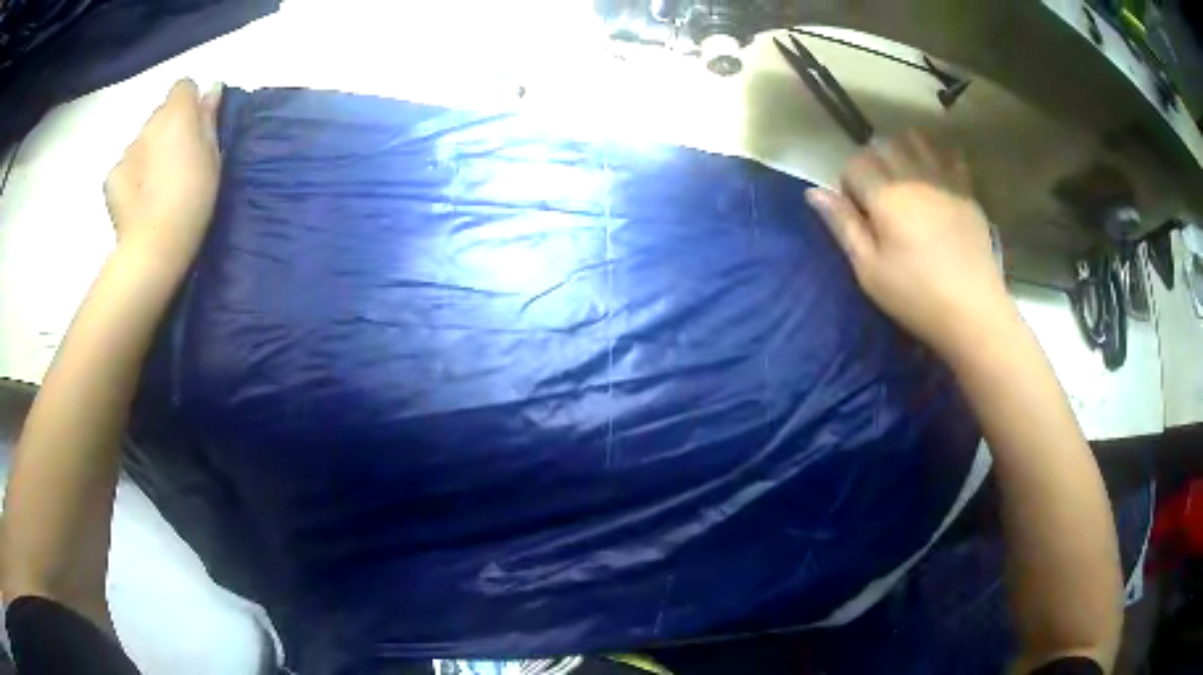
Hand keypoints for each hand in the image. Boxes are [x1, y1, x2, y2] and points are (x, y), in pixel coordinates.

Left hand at [104, 79, 221, 274]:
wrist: (153, 246)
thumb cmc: (192, 199)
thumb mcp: (212, 156)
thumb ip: (208, 118)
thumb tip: (211, 88)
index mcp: (177, 112)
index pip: (183, 87)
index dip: (189, 104)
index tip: (195, 128)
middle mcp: (149, 123)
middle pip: (160, 116)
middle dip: (167, 130)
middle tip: (176, 163)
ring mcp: (127, 150)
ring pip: (141, 142)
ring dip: (148, 154)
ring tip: (155, 188)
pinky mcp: (111, 177)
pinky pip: (124, 168)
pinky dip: (130, 178)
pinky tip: (137, 201)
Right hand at [806, 131, 1013, 361]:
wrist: (973, 312)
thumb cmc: (916, 297)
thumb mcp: (869, 271)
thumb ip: (843, 226)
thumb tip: (813, 192)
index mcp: (886, 198)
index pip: (854, 165)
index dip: (848, 184)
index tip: (856, 210)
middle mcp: (913, 178)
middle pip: (883, 147)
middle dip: (874, 162)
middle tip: (879, 194)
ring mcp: (944, 183)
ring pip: (917, 141)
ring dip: (904, 150)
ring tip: (905, 176)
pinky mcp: (968, 194)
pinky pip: (950, 157)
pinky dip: (938, 156)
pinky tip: (936, 174)